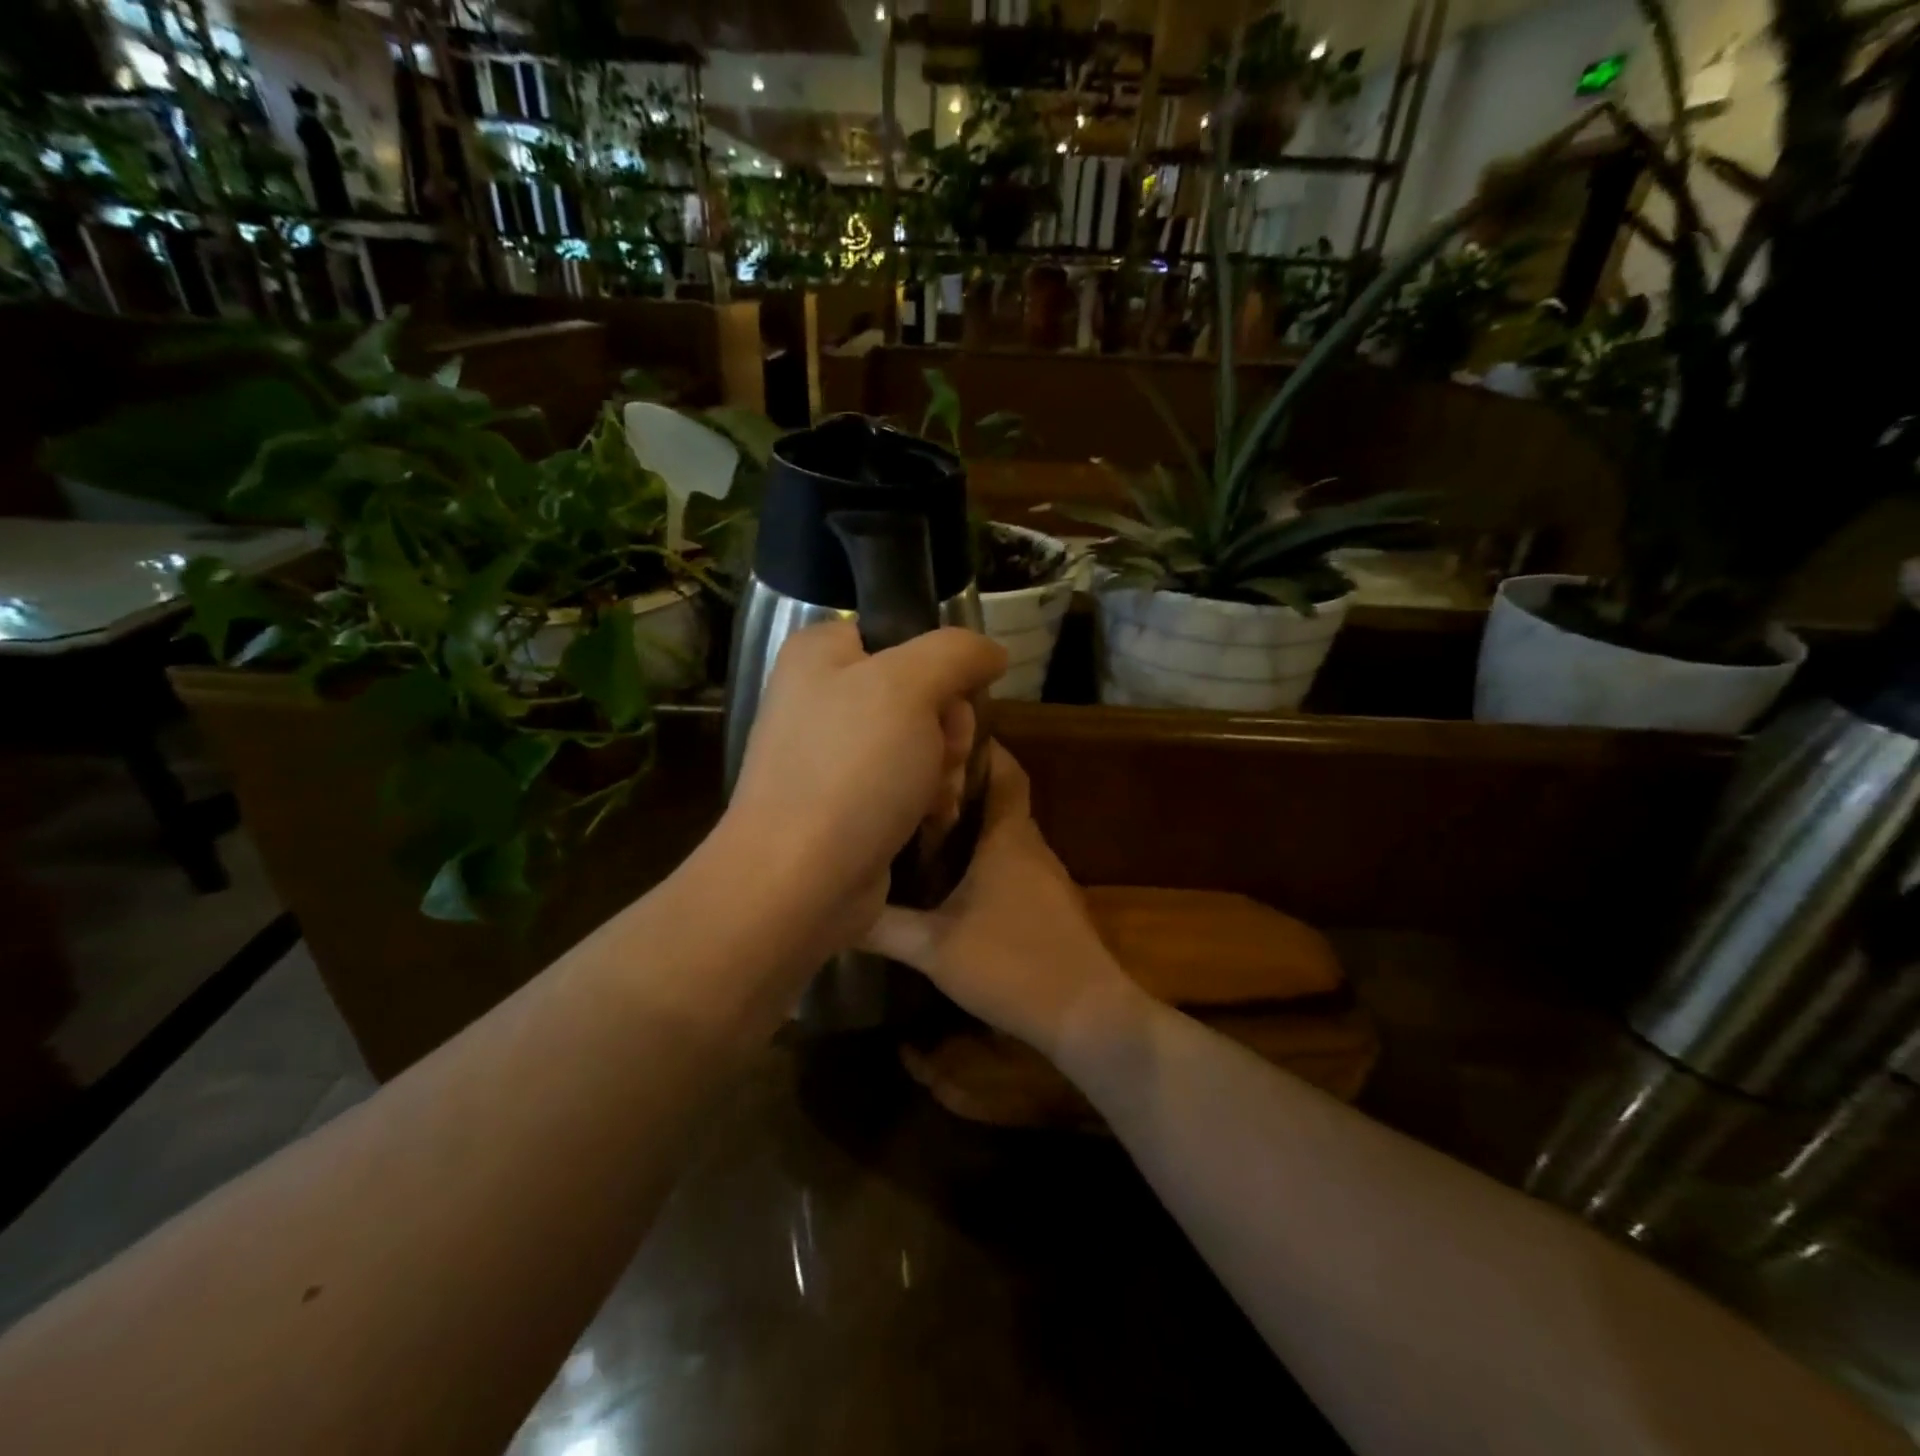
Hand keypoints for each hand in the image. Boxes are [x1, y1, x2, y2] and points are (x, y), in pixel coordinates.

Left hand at [720, 620, 1005, 950]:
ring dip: (944, 770)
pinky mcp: (844, 802)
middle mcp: (822, 697)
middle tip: (946, 757)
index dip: (942, 668)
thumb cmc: (852, 770)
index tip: (955, 701)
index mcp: (822, 653)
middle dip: (949, 730)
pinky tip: (930, 821)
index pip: (904, 635)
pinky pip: (904, 784)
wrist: (799, 882)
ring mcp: (832, 753)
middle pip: (921, 693)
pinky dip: (926, 801)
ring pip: (920, 743)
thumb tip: (991, 653)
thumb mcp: (909, 687)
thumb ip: (956, 652)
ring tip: (937, 799)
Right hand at [863, 743, 1144, 1059]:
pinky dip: (986, 860)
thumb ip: (884, 926)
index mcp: (1009, 838)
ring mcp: (1046, 878)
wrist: (1086, 1014)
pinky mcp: (1051, 906)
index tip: (942, 736)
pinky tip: (955, 882)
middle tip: (914, 786)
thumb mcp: (934, 948)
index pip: (1005, 770)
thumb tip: (837, 907)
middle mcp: (1032, 846)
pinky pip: (1014, 865)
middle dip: (963, 788)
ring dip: (974, 827)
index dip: (981, 746)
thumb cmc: (1012, 964)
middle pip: (1001, 800)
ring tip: (924, 827)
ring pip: (1006, 836)